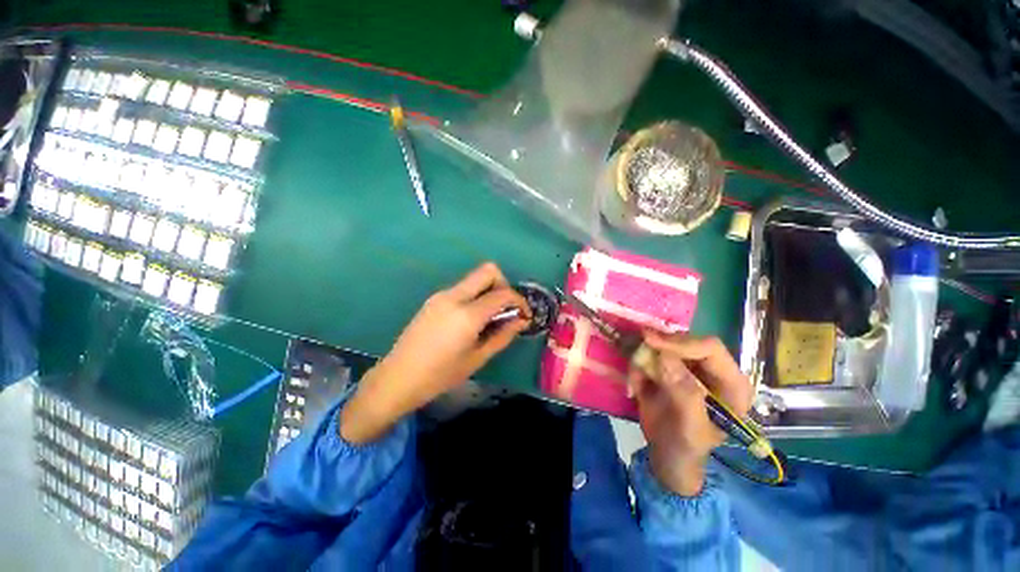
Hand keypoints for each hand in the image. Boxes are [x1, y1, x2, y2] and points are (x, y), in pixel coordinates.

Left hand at [340, 263, 529, 443]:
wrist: (398, 377)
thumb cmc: (440, 375)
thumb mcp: (477, 358)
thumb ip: (503, 335)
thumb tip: (521, 320)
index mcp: (467, 314)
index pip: (502, 294)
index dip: (519, 301)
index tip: (524, 315)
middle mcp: (454, 296)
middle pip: (488, 271)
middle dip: (504, 285)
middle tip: (506, 308)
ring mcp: (442, 295)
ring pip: (474, 278)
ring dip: (489, 291)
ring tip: (490, 318)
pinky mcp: (434, 299)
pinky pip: (463, 289)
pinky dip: (475, 296)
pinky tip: (472, 319)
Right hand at [630, 333, 752, 495]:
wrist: (667, 456)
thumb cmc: (686, 449)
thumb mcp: (690, 429)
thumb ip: (684, 394)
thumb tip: (665, 357)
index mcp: (731, 384)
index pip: (710, 348)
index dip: (681, 342)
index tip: (650, 341)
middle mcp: (711, 370)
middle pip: (683, 341)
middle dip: (657, 349)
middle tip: (636, 358)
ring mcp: (687, 367)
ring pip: (661, 346)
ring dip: (643, 361)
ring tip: (637, 387)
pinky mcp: (667, 368)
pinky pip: (647, 356)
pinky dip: (637, 368)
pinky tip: (636, 389)